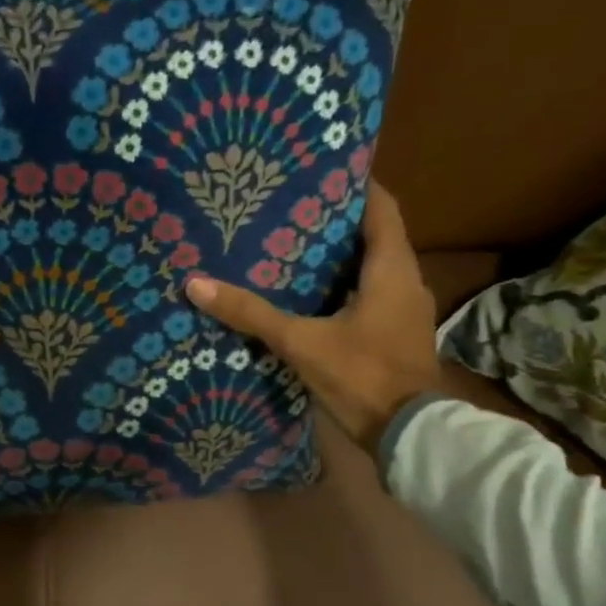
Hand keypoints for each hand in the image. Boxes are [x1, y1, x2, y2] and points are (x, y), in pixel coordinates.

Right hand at [184, 183, 439, 453]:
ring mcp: (405, 310)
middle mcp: (405, 281)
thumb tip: (196, 284)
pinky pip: (371, 293)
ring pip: (373, 267)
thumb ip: (251, 313)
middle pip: (375, 235)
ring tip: (293, 244)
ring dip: (340, 255)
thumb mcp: (300, 342)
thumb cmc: (362, 376)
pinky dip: (344, 285)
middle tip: (291, 206)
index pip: (382, 208)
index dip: (357, 185)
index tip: (322, 169)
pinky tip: (310, 293)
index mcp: (392, 270)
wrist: (408, 435)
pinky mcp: (396, 333)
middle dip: (337, 220)